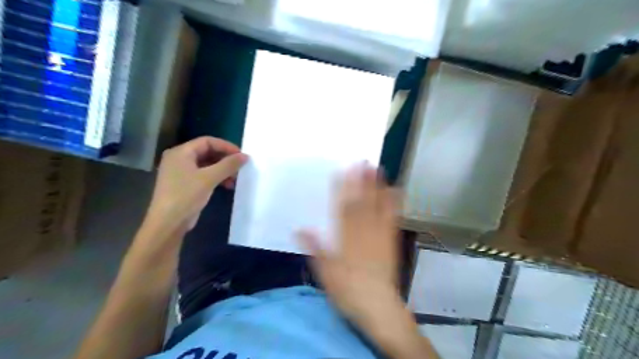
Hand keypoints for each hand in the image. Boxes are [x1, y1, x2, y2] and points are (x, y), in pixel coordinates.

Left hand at [146, 137, 246, 232]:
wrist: (168, 223)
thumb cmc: (186, 195)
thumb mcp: (209, 178)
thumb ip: (228, 165)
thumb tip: (245, 156)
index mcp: (181, 152)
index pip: (207, 141)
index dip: (226, 146)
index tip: (241, 155)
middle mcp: (179, 159)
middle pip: (207, 152)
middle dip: (225, 159)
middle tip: (240, 166)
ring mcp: (182, 172)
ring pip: (207, 165)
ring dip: (223, 170)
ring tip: (236, 178)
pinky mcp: (186, 185)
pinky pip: (204, 175)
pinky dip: (217, 178)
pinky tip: (228, 185)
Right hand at [299, 164, 399, 324]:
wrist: (377, 306)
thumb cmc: (348, 291)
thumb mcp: (326, 273)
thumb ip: (315, 249)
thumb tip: (300, 229)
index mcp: (345, 239)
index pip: (342, 209)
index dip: (342, 189)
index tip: (341, 172)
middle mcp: (363, 233)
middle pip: (361, 203)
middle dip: (360, 181)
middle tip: (361, 161)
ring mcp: (379, 235)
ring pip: (377, 207)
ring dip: (376, 187)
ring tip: (377, 168)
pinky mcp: (391, 241)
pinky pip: (393, 219)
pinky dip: (394, 204)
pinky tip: (395, 191)